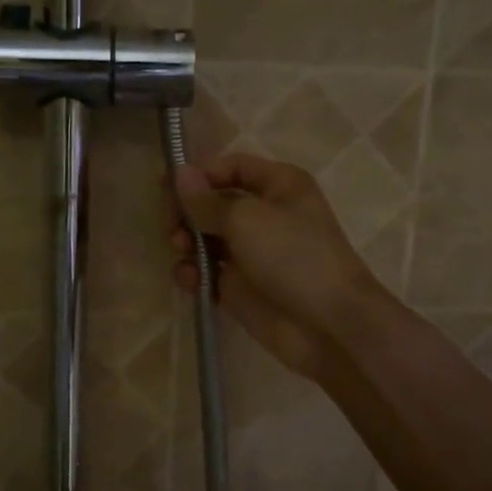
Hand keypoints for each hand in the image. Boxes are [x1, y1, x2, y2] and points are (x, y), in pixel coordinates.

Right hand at [171, 154, 387, 380]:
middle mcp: (266, 215)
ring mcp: (252, 253)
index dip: (199, 174)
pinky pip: (208, 272)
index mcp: (279, 186)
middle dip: (189, 212)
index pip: (232, 167)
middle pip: (214, 202)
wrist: (326, 324)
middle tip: (171, 227)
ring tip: (181, 252)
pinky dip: (194, 273)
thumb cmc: (292, 256)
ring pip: (206, 239)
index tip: (165, 187)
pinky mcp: (240, 287)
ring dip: (187, 243)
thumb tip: (180, 173)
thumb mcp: (246, 219)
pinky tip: (189, 279)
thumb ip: (207, 200)